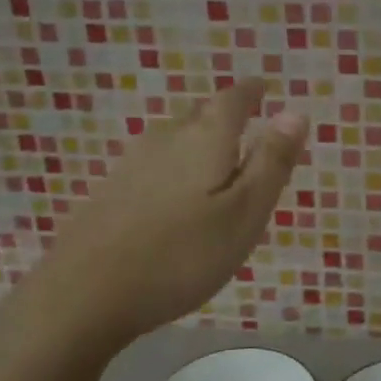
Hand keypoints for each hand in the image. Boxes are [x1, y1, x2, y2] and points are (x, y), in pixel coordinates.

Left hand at [18, 79, 307, 355]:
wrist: (86, 293)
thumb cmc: (182, 255)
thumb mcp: (244, 214)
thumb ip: (271, 163)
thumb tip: (295, 111)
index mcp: (205, 139)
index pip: (233, 99)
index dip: (252, 92)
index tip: (264, 88)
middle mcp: (166, 138)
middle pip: (200, 113)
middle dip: (225, 114)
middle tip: (247, 124)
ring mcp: (132, 163)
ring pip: (174, 137)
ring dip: (198, 139)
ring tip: (217, 158)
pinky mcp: (111, 191)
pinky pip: (155, 163)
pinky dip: (175, 166)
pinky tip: (175, 193)